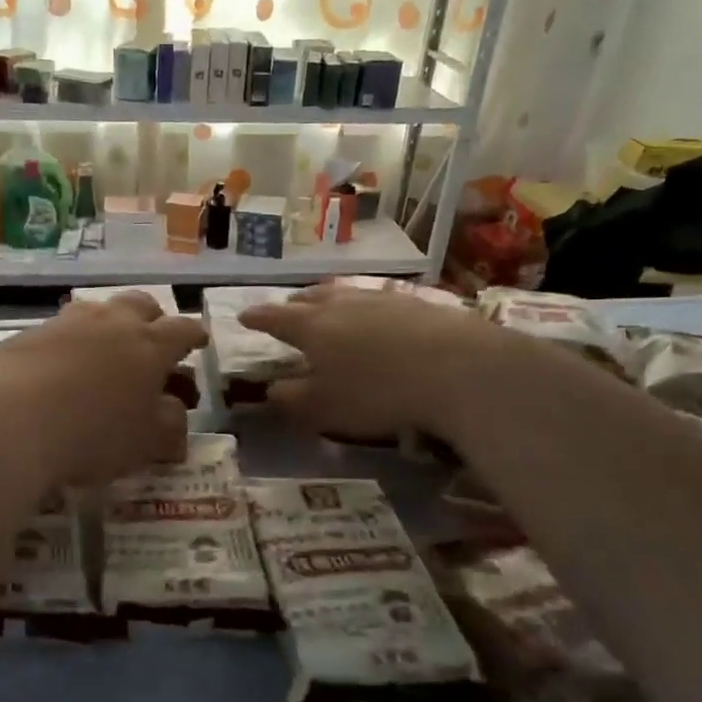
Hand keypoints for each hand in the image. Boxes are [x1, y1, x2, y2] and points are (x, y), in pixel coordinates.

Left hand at [0, 292, 205, 484]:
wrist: (12, 421)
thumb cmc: (94, 434)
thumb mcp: (146, 442)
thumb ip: (169, 425)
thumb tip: (174, 413)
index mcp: (149, 345)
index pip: (182, 329)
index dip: (194, 334)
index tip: (199, 340)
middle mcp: (110, 323)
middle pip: (140, 304)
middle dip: (152, 317)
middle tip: (152, 337)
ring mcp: (65, 324)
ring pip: (96, 310)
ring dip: (107, 324)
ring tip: (104, 349)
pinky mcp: (27, 335)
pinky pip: (57, 331)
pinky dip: (67, 343)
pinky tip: (58, 368)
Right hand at [239, 283, 496, 440]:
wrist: (457, 368)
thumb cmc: (377, 392)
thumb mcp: (324, 408)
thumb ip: (292, 399)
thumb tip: (272, 390)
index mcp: (312, 327)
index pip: (275, 318)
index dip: (258, 318)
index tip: (244, 317)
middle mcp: (343, 304)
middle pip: (311, 298)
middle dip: (294, 304)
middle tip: (288, 308)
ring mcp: (382, 298)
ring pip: (346, 293)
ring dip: (330, 299)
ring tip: (328, 303)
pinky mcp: (417, 303)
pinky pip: (379, 299)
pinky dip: (367, 306)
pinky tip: (378, 315)